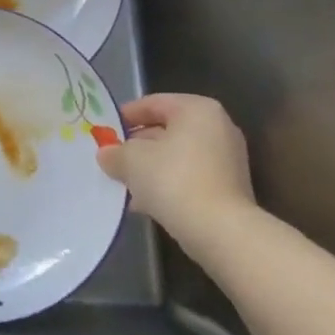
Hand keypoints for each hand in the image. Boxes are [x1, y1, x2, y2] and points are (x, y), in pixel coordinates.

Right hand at [96, 93, 255, 245]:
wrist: (221, 232)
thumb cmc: (173, 179)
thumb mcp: (131, 160)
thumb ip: (114, 152)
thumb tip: (107, 154)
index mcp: (197, 109)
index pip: (154, 103)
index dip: (126, 115)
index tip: (105, 131)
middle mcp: (218, 128)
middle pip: (166, 130)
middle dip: (137, 145)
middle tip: (113, 158)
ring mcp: (227, 160)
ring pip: (176, 156)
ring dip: (150, 168)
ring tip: (124, 184)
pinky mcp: (229, 188)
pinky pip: (189, 177)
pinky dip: (167, 184)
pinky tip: (144, 202)